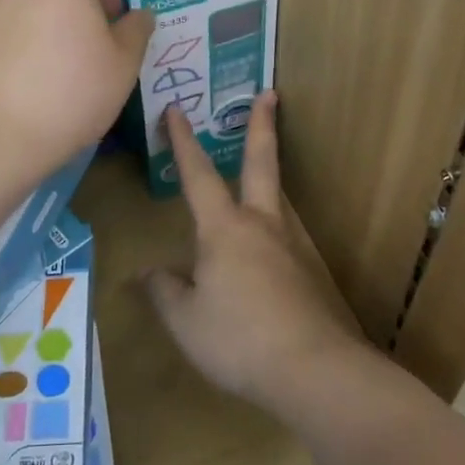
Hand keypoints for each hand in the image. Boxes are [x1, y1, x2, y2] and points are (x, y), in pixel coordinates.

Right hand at [144, 94, 369, 415]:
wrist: (314, 370)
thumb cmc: (239, 340)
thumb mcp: (186, 321)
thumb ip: (166, 292)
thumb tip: (149, 273)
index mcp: (224, 229)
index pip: (197, 174)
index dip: (182, 141)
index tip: (175, 110)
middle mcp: (263, 224)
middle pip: (261, 163)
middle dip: (261, 126)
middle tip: (269, 94)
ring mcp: (293, 246)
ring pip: (279, 200)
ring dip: (270, 178)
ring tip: (258, 178)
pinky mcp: (312, 271)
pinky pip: (287, 238)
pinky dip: (275, 229)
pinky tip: (269, 252)